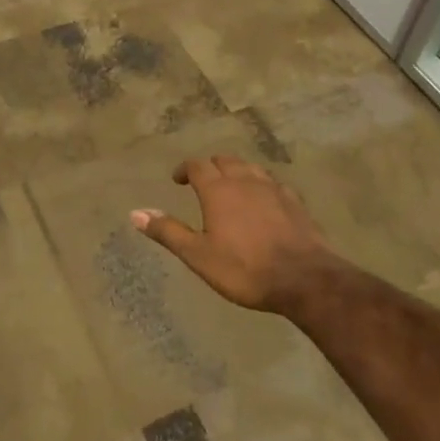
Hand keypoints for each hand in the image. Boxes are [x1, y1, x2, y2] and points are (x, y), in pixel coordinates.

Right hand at [132, 156, 343, 313]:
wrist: (304, 279)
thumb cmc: (245, 269)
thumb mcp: (199, 255)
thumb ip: (168, 232)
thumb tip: (135, 212)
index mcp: (218, 190)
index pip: (197, 166)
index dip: (185, 169)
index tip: (178, 180)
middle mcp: (245, 180)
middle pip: (224, 160)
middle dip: (211, 167)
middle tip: (203, 182)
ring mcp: (273, 188)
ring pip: (250, 167)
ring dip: (236, 171)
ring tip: (231, 187)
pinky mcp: (295, 202)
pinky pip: (274, 183)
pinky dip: (262, 185)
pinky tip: (264, 200)